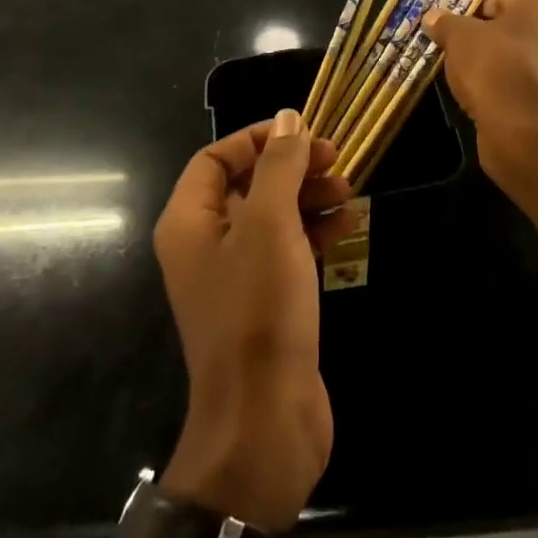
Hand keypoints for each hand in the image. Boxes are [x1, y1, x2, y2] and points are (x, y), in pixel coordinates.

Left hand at [154, 110, 351, 531]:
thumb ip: (278, 167)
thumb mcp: (269, 224)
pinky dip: (315, 232)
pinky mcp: (267, 303)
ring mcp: (236, 277)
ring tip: (349, 189)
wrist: (266, 418)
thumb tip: (287, 119)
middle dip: (291, 167)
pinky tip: (349, 223)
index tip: (303, 133)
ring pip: (272, 217)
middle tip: (337, 159)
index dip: (256, 139)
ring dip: (309, 197)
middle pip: (246, 185)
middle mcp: (205, 245)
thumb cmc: (259, 309)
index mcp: (188, 222)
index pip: (214, 159)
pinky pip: (288, 251)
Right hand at [424, 0, 537, 154]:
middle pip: (512, 27)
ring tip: (470, 79)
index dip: (471, 14)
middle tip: (458, 53)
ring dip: (498, 64)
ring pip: (521, 56)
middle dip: (486, 38)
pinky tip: (487, 99)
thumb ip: (445, 23)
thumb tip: (432, 17)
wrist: (523, 131)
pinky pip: (527, 83)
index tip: (452, 33)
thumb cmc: (494, 67)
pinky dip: (509, 87)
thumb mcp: (458, 37)